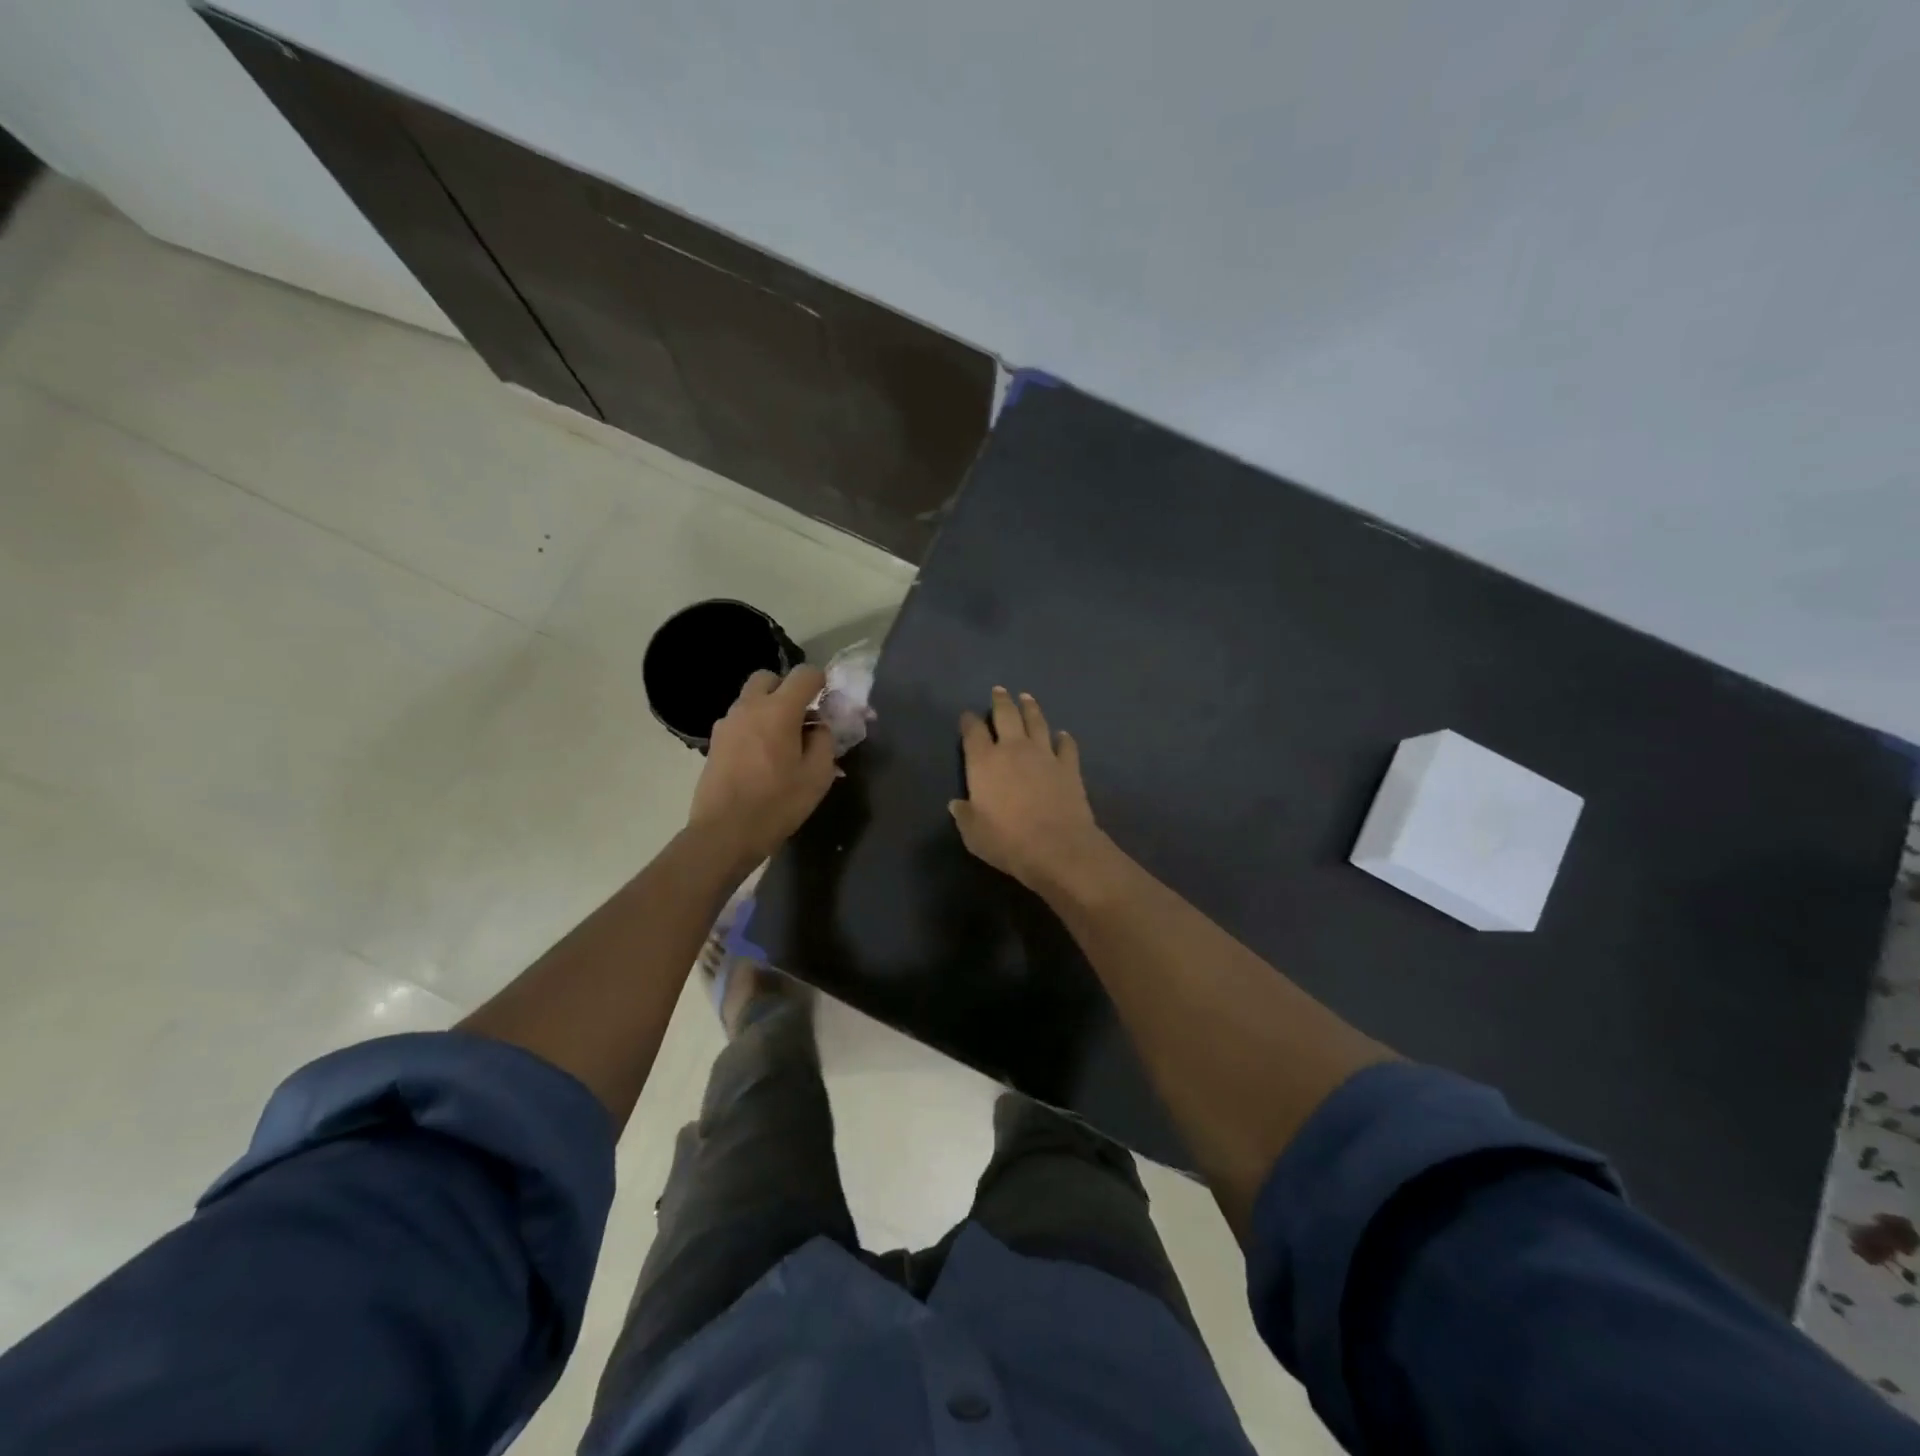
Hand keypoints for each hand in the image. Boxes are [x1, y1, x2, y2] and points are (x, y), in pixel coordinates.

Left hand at [688, 666, 837, 862]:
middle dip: (787, 689)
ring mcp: (727, 723)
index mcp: (779, 710)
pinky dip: (753, 727)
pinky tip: (761, 757)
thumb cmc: (777, 804)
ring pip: (750, 699)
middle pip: (769, 678)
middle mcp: (749, 707)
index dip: (820, 681)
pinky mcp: (714, 742)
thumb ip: (824, 741)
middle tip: (800, 717)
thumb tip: (818, 727)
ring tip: (781, 742)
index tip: (827, 699)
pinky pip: (739, 721)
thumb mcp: (818, 776)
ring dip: (768, 708)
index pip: (804, 674)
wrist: (724, 833)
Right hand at [951, 687, 1110, 893]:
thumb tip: (957, 804)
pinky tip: (1063, 735)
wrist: (1056, 846)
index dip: (968, 722)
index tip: (967, 716)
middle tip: (999, 690)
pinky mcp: (1069, 766)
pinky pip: (1066, 746)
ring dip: (1030, 709)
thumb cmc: (1007, 841)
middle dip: (1001, 701)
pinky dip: (1064, 739)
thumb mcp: (973, 834)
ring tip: (1027, 698)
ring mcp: (1044, 754)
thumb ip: (964, 815)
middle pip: (1006, 716)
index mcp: (984, 762)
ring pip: (1036, 722)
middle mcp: (1013, 749)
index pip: (972, 732)